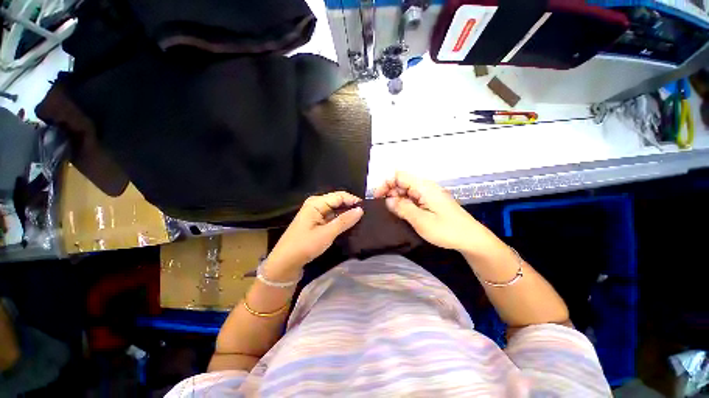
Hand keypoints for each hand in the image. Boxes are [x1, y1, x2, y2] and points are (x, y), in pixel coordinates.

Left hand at [263, 191, 362, 279]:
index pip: (339, 196)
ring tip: (361, 219)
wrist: (285, 262)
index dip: (353, 200)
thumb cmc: (305, 245)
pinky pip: (332, 217)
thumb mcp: (327, 233)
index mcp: (316, 203)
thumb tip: (361, 210)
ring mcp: (316, 213)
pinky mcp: (317, 221)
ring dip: (346, 214)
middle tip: (366, 214)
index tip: (367, 208)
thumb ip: (344, 221)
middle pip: (338, 201)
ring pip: (336, 209)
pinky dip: (340, 220)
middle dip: (351, 207)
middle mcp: (316, 204)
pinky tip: (350, 224)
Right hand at [373, 171, 497, 254]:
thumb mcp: (421, 221)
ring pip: (406, 190)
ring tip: (391, 212)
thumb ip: (403, 208)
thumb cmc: (447, 230)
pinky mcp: (431, 202)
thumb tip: (388, 200)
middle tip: (384, 208)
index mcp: (424, 187)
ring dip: (396, 199)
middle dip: (390, 192)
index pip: (399, 175)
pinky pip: (413, 198)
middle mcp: (426, 187)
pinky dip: (404, 203)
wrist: (471, 239)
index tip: (378, 197)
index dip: (386, 183)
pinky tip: (401, 213)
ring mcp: (429, 194)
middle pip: (402, 182)